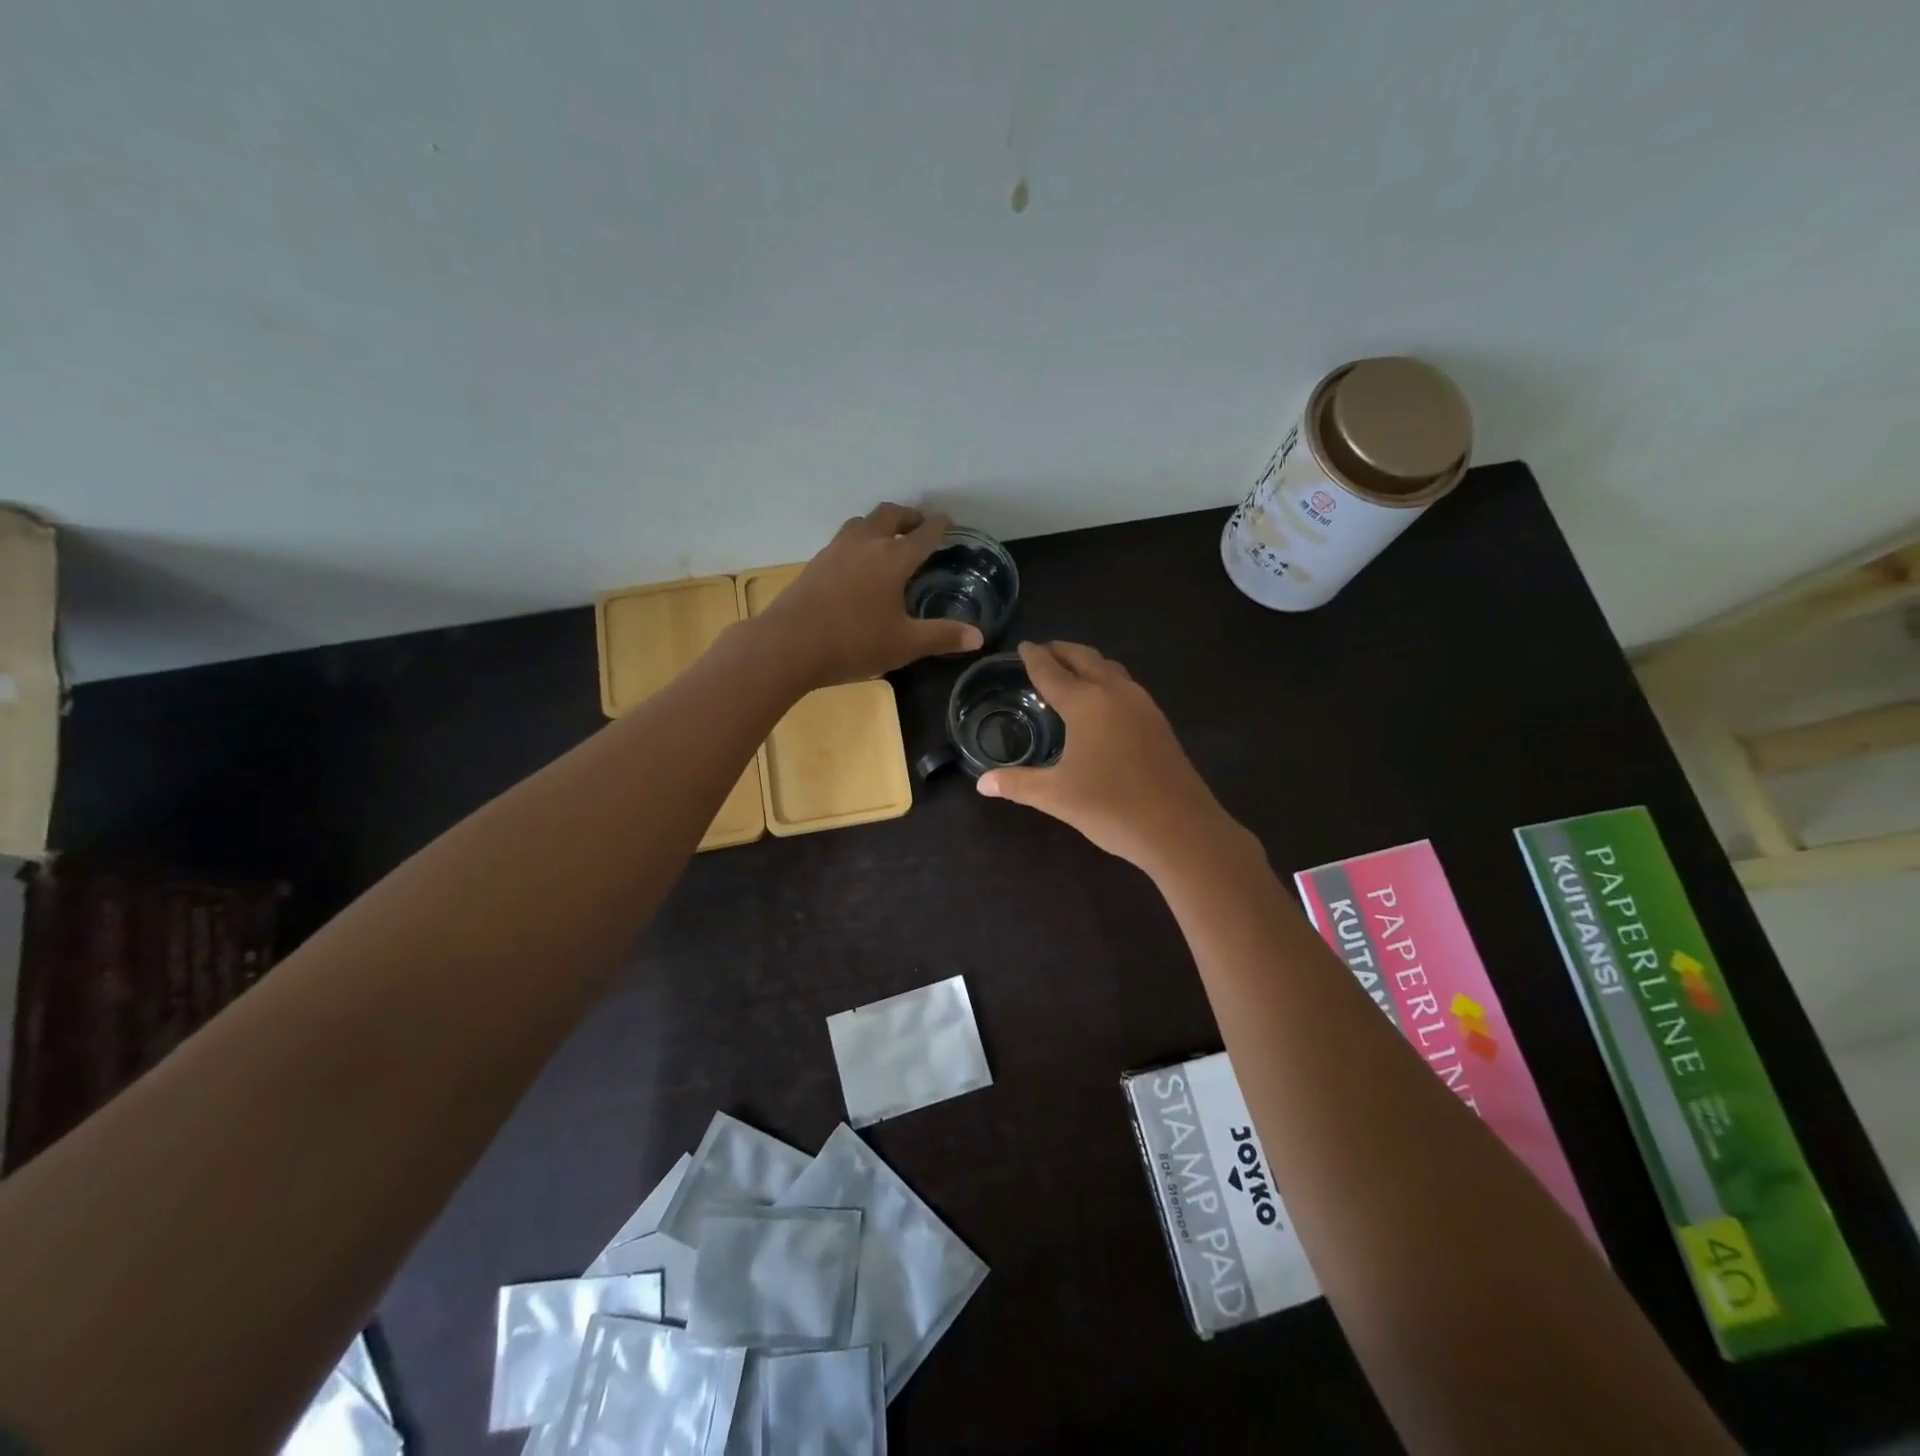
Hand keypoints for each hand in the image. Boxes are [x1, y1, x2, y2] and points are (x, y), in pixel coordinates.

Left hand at [756, 503, 983, 687]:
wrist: (788, 645)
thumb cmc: (853, 643)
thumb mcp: (904, 645)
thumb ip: (942, 636)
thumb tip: (977, 637)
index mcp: (892, 559)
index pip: (923, 534)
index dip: (938, 526)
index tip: (947, 522)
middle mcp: (865, 544)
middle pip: (889, 515)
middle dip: (908, 516)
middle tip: (918, 526)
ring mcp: (835, 551)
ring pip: (861, 522)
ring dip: (879, 524)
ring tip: (887, 539)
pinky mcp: (814, 564)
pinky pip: (842, 540)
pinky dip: (858, 540)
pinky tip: (856, 563)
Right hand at [977, 642, 1244, 874]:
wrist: (1180, 828)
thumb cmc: (1111, 806)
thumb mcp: (1056, 796)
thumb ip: (1018, 784)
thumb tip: (982, 784)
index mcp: (1086, 703)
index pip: (1052, 671)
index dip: (1034, 657)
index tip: (1023, 645)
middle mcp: (1115, 693)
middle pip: (1085, 658)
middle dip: (1062, 650)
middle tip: (1043, 650)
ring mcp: (1142, 705)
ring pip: (1111, 669)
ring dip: (1088, 662)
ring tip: (1071, 670)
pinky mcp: (1159, 722)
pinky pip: (1126, 686)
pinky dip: (1107, 680)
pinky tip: (1103, 702)